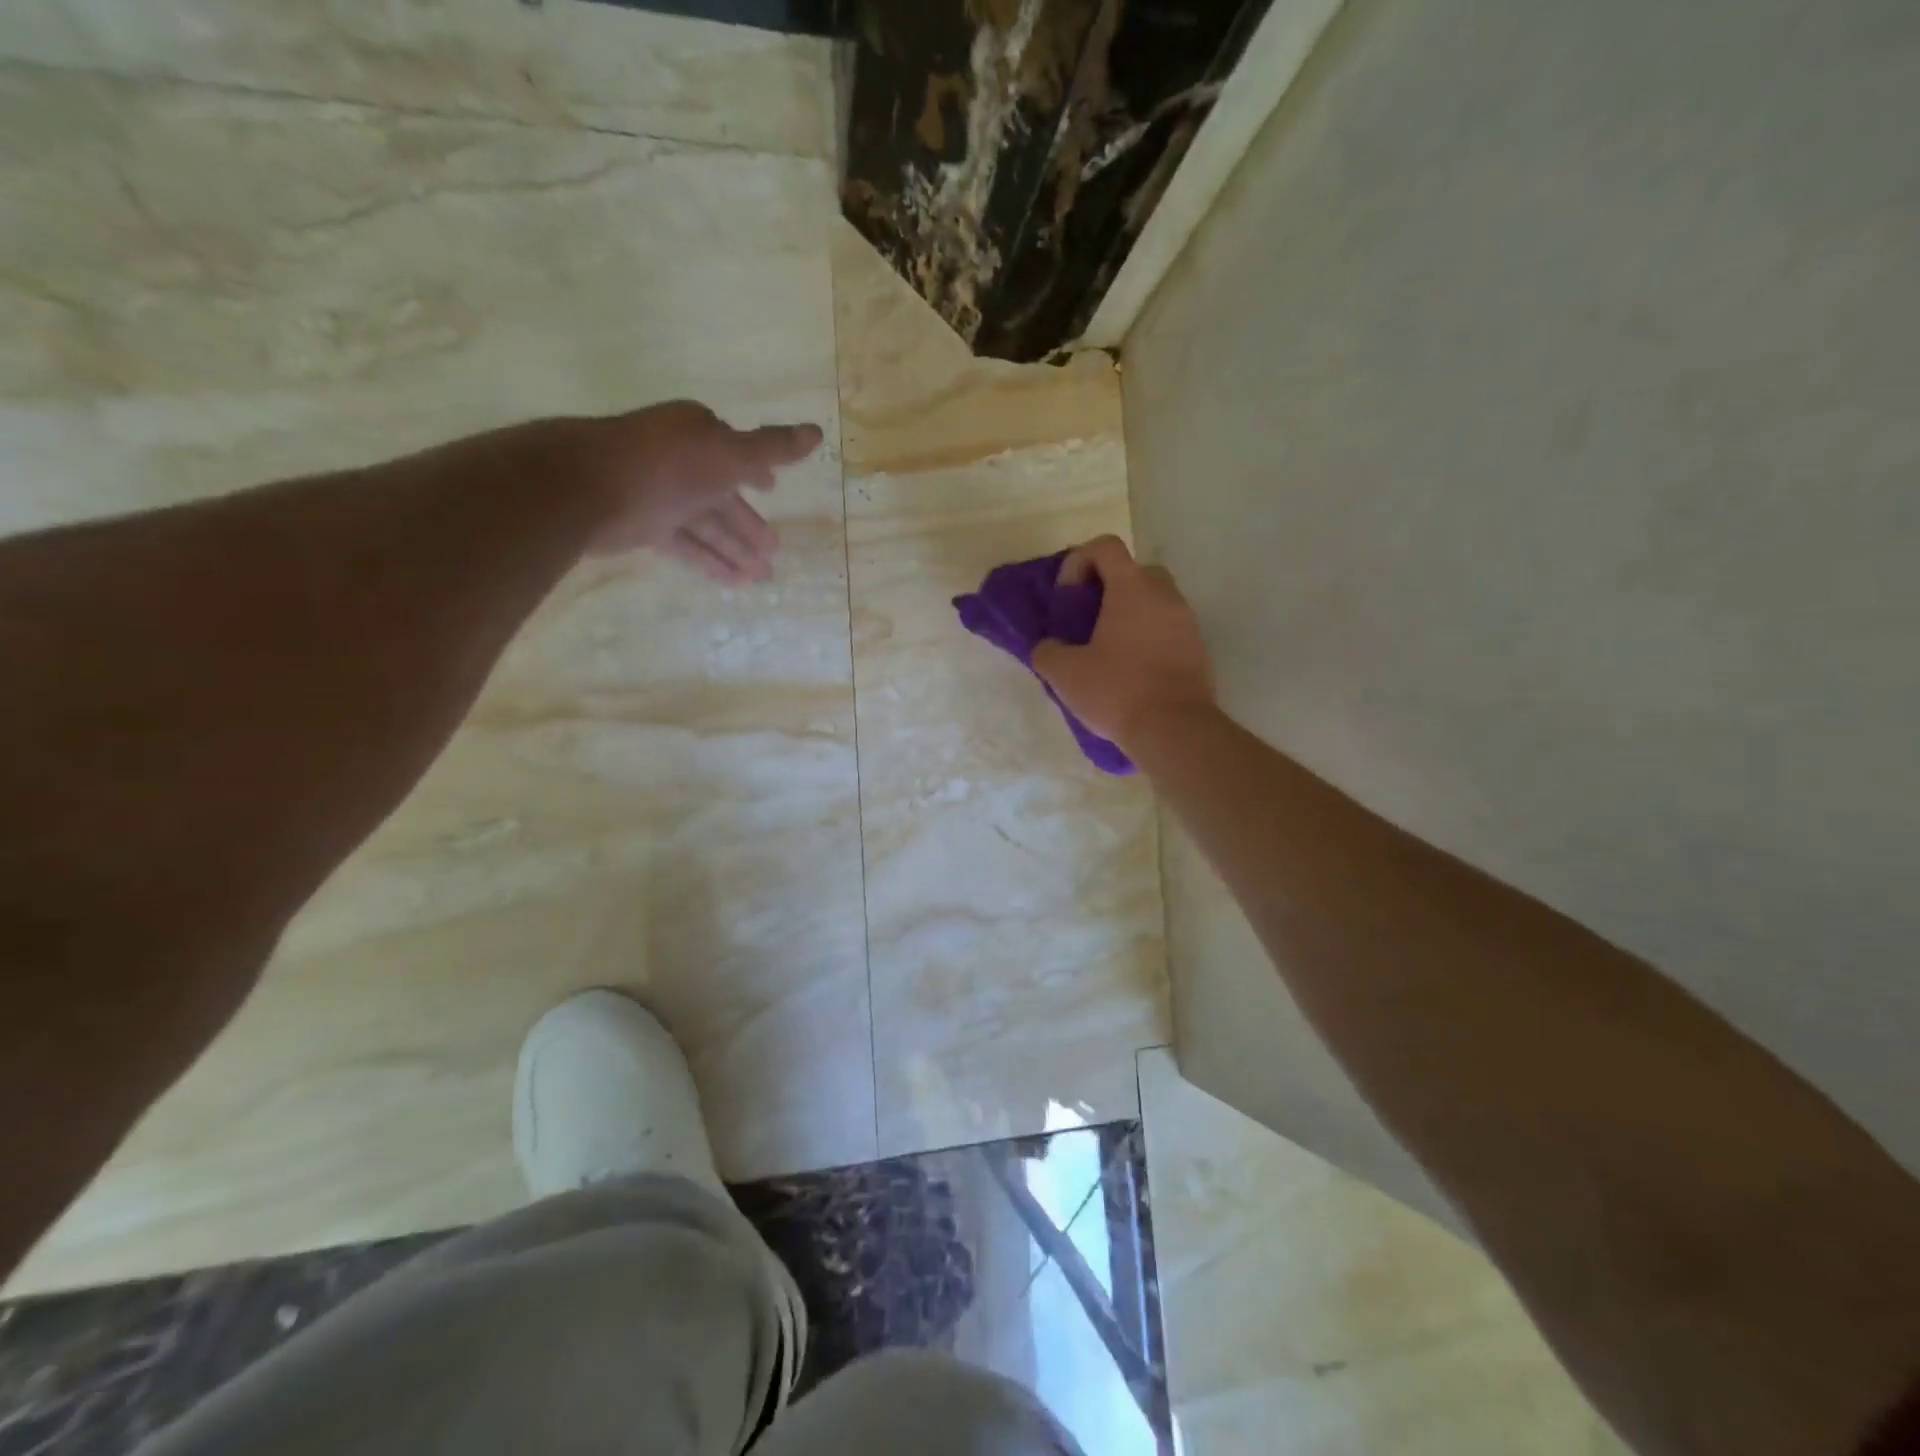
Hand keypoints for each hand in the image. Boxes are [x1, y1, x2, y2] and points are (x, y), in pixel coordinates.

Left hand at [572, 400, 823, 580]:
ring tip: (763, 577)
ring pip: (706, 524)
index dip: (756, 472)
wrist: (585, 488)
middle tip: (775, 552)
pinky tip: (733, 582)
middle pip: (723, 495)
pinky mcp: (643, 525)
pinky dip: (710, 561)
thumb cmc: (666, 465)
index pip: (734, 453)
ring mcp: (660, 494)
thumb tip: (816, 432)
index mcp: (697, 434)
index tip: (773, 489)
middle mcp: (679, 460)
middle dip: (749, 524)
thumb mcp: (729, 454)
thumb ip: (772, 448)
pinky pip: (686, 544)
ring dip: (735, 549)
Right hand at [1032, 535, 1215, 752]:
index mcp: (1132, 588)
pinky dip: (1148, 637)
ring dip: (1130, 614)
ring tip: (1108, 649)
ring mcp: (1187, 621)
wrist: (1175, 729)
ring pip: (1154, 601)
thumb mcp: (1064, 673)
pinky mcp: (1198, 649)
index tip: (1068, 597)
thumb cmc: (1117, 690)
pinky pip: (1168, 628)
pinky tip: (1131, 669)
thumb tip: (1048, 647)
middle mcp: (1165, 595)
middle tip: (1088, 620)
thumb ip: (1048, 651)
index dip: (1079, 561)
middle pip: (1134, 570)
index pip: (1106, 546)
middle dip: (1108, 588)